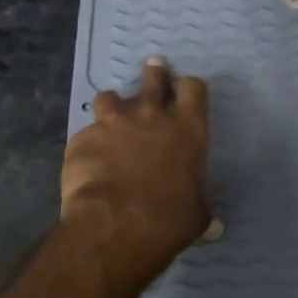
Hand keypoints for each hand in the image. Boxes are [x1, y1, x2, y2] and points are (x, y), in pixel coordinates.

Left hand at [61, 57, 211, 275]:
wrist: (115, 224)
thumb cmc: (169, 218)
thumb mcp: (196, 216)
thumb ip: (202, 212)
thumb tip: (215, 228)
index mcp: (187, 128)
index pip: (193, 88)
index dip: (188, 88)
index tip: (185, 91)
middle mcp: (151, 116)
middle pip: (153, 79)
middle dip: (154, 74)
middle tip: (154, 69)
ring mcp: (113, 124)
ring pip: (110, 97)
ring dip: (113, 104)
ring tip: (112, 114)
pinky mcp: (82, 138)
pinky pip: (86, 133)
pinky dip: (90, 143)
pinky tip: (89, 160)